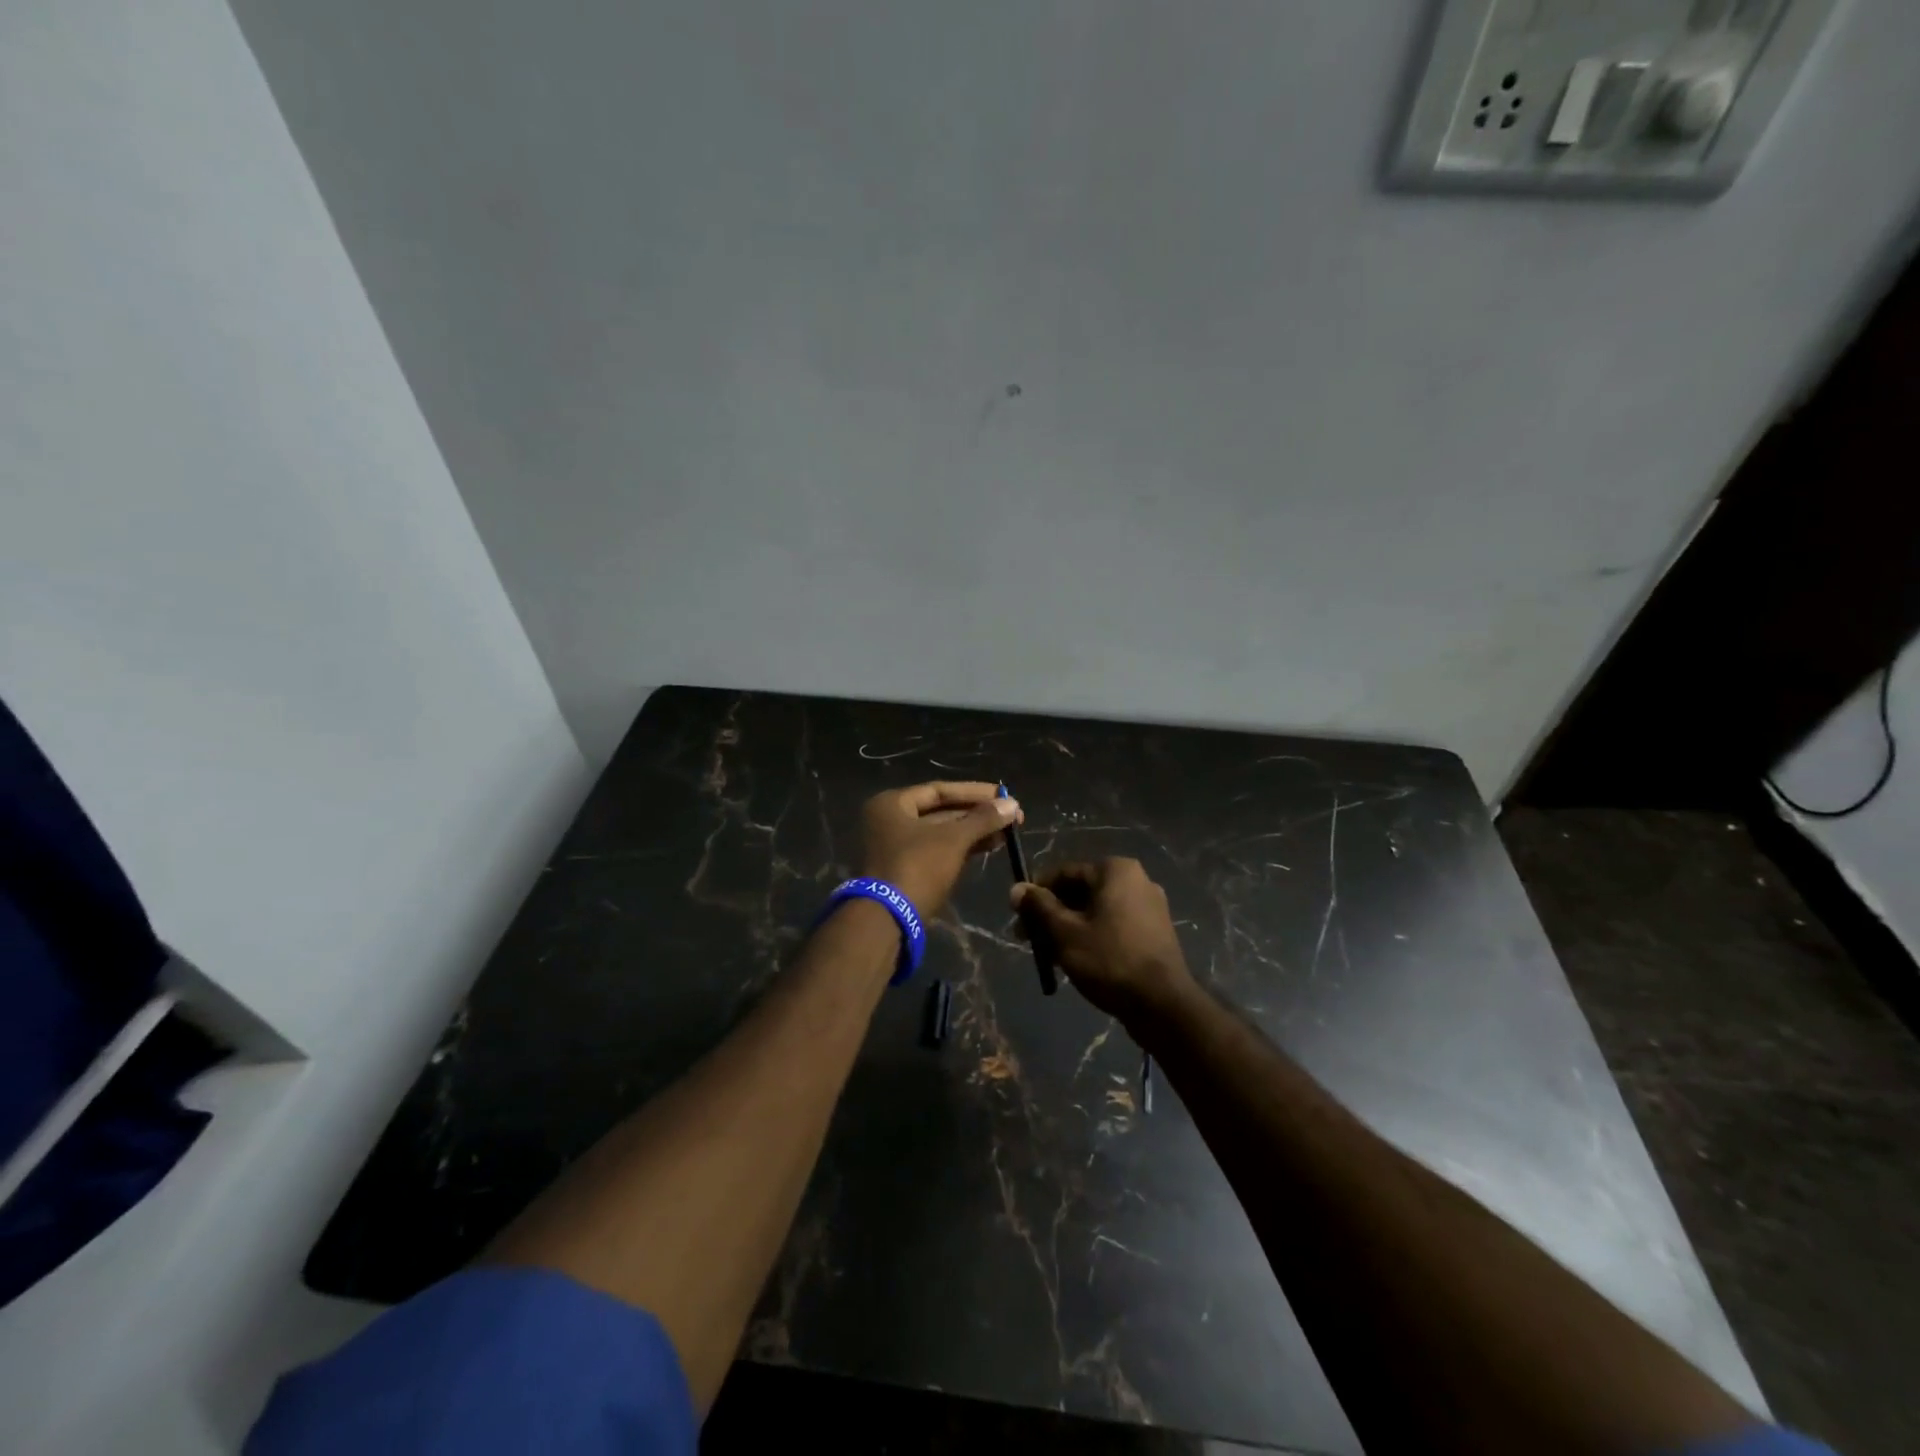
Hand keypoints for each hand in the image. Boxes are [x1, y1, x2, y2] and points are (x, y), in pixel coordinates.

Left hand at [859, 781, 1020, 919]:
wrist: (888, 920)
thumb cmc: (918, 867)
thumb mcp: (953, 839)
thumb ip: (983, 819)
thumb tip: (1013, 804)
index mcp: (892, 804)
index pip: (939, 790)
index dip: (974, 792)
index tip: (1004, 795)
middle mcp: (890, 821)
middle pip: (941, 811)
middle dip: (977, 814)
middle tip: (1011, 816)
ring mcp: (897, 848)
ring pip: (942, 833)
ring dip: (974, 832)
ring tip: (1006, 833)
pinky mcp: (907, 871)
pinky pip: (939, 851)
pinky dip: (963, 848)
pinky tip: (990, 846)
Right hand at [1011, 858, 1193, 1021]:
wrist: (1162, 1004)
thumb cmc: (1109, 960)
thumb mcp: (1065, 932)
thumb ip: (1039, 907)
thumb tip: (1016, 888)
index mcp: (1115, 870)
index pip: (1064, 872)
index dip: (1036, 893)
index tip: (1018, 917)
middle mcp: (1136, 880)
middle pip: (1081, 891)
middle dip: (1052, 914)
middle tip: (1029, 939)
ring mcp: (1149, 906)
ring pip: (1096, 910)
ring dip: (1069, 927)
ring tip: (1049, 955)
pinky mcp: (1154, 931)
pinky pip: (1114, 924)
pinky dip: (1092, 936)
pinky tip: (1076, 960)